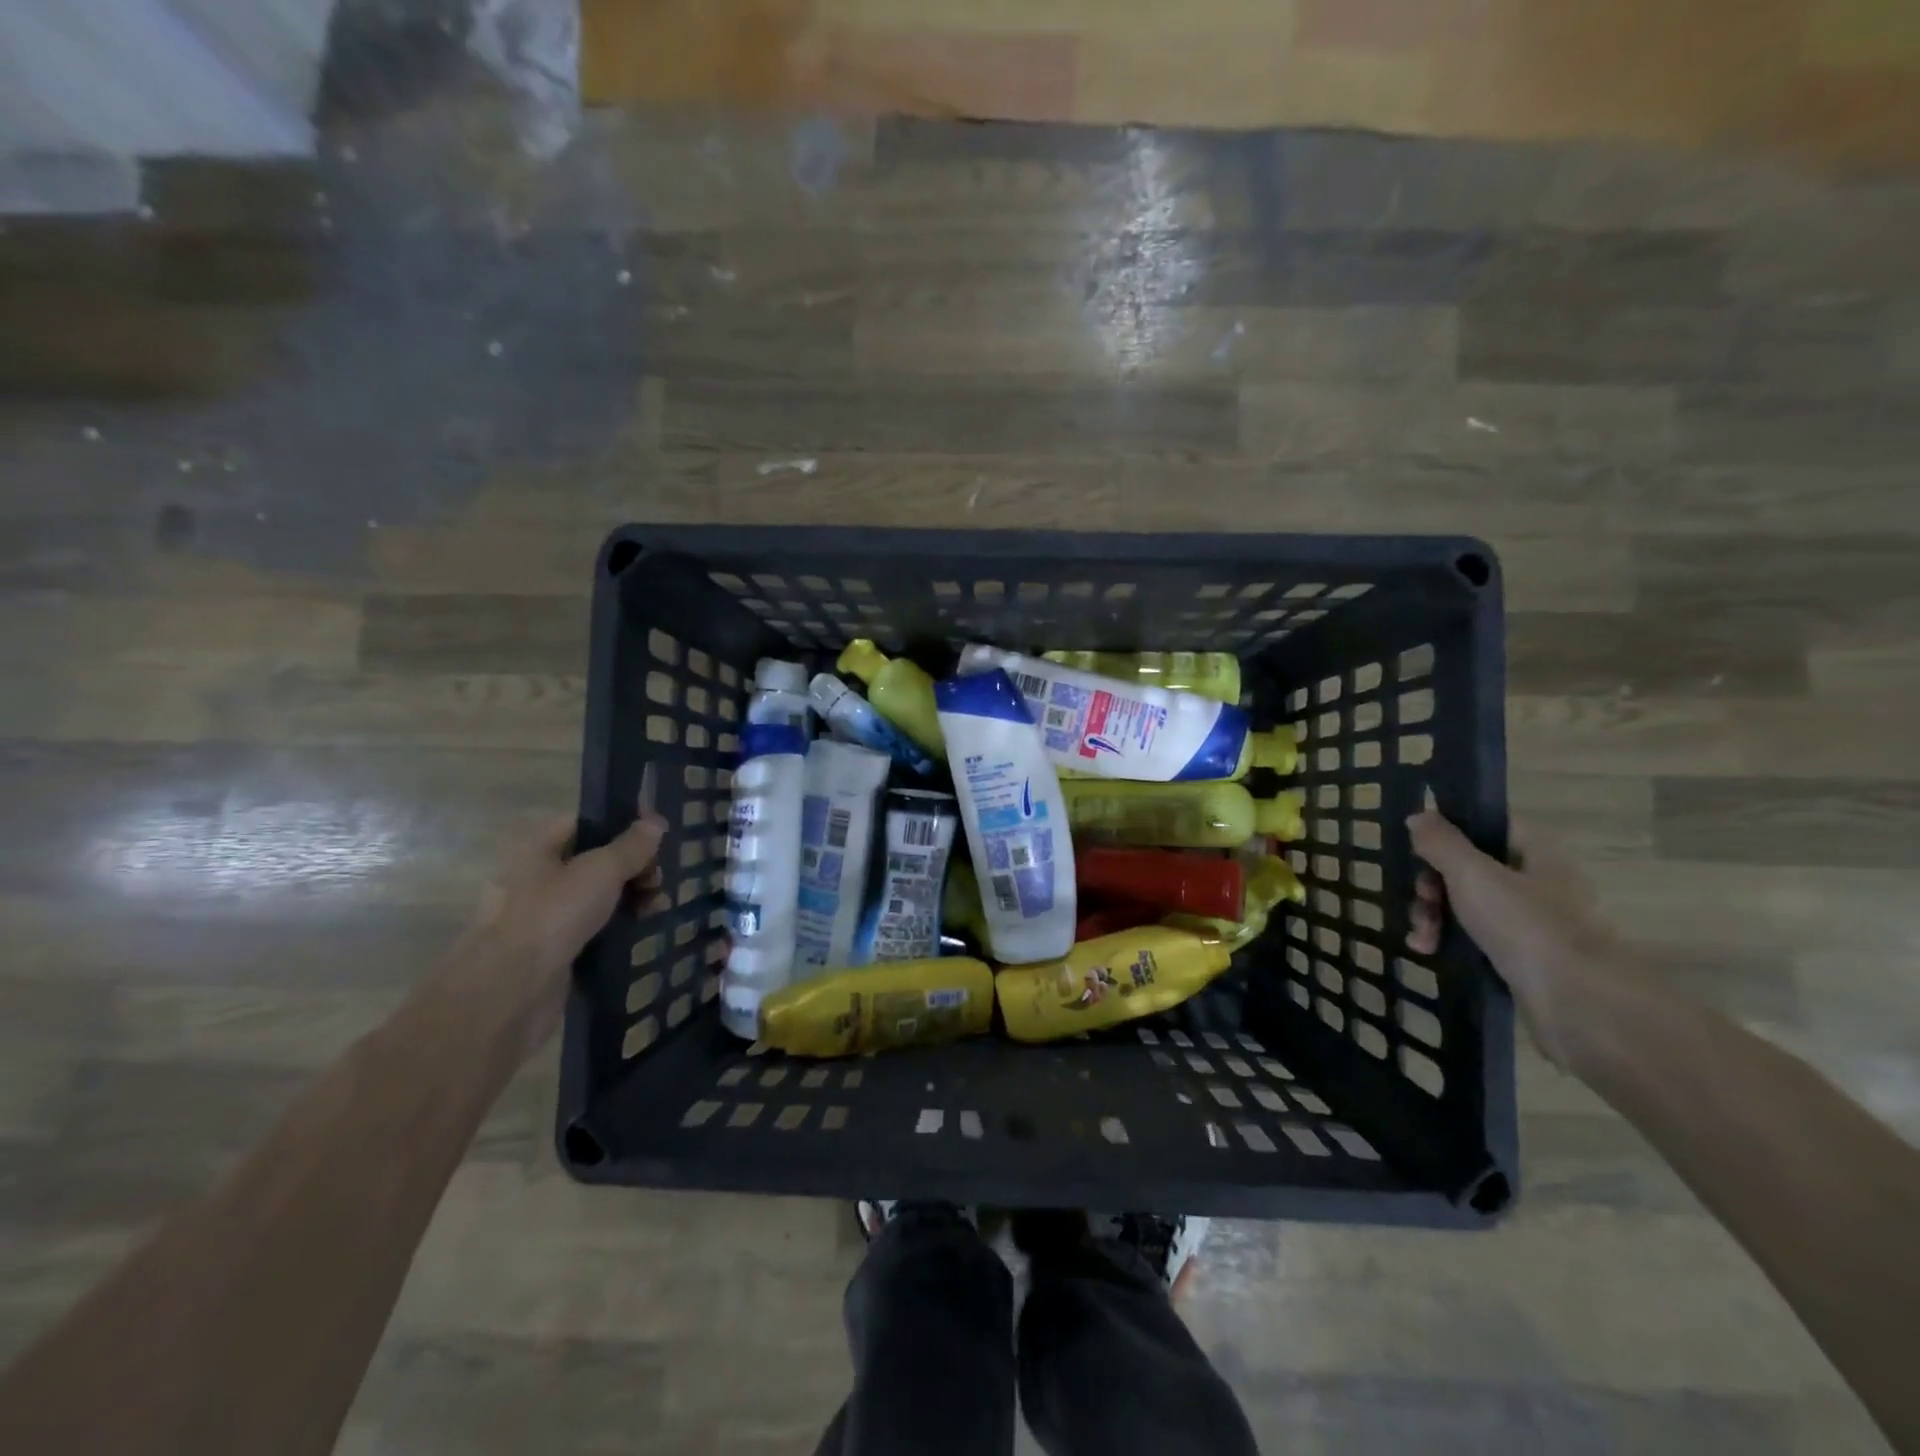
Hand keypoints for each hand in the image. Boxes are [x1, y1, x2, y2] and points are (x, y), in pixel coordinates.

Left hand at [456, 811, 668, 1060]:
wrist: (511, 991)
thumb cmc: (554, 915)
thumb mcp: (601, 869)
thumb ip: (631, 845)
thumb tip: (655, 822)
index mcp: (540, 850)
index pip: (585, 823)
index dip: (622, 823)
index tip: (657, 833)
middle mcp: (539, 879)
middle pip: (595, 860)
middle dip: (633, 865)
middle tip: (659, 877)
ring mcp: (546, 917)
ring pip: (597, 896)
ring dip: (631, 896)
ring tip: (659, 907)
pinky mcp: (556, 951)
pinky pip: (594, 928)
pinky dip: (619, 926)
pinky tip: (642, 930)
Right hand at [1406, 810, 1643, 1069]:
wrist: (1577, 1005)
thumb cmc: (1525, 925)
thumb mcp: (1472, 874)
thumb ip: (1441, 842)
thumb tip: (1419, 816)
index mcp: (1536, 853)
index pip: (1488, 824)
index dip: (1451, 829)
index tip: (1419, 845)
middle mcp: (1536, 882)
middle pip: (1469, 866)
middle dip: (1433, 882)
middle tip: (1422, 897)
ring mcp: (1529, 922)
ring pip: (1466, 903)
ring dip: (1433, 914)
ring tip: (1422, 936)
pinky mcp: (1519, 956)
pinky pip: (1473, 936)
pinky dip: (1447, 940)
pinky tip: (1428, 950)